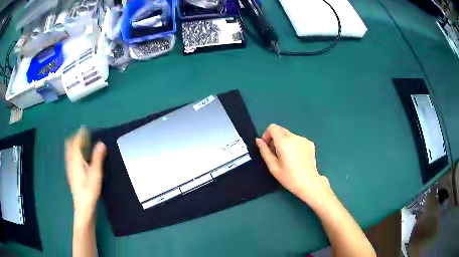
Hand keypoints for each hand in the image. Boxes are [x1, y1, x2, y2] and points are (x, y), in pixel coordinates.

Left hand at [65, 127, 106, 220]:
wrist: (83, 207)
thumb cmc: (89, 190)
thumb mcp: (96, 174)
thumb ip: (98, 158)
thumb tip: (101, 143)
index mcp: (76, 160)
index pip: (76, 142)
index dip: (80, 134)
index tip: (85, 128)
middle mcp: (70, 162)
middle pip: (70, 145)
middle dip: (75, 138)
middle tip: (83, 135)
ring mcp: (69, 168)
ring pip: (69, 151)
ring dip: (74, 144)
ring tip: (82, 143)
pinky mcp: (71, 174)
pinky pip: (70, 157)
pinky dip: (74, 152)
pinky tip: (79, 157)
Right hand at [256, 124, 333, 206]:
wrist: (309, 183)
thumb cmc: (289, 177)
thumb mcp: (273, 167)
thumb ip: (264, 151)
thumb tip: (258, 140)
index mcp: (284, 142)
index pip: (272, 127)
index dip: (267, 135)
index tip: (267, 146)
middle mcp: (294, 137)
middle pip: (281, 130)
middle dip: (275, 139)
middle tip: (275, 153)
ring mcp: (304, 139)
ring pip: (289, 135)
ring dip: (284, 142)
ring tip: (286, 157)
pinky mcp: (310, 143)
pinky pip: (297, 140)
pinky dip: (293, 145)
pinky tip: (296, 158)